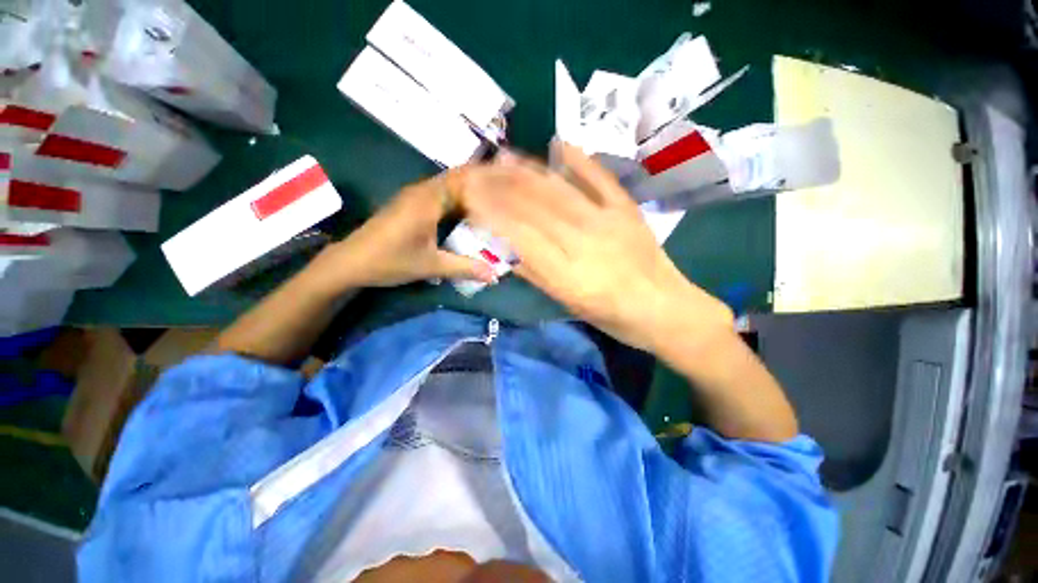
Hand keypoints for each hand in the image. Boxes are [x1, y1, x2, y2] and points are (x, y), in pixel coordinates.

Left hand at [316, 170, 496, 289]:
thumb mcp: (431, 266)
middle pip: (457, 179)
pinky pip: (439, 195)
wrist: (350, 262)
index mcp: (428, 199)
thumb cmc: (390, 260)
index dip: (486, 179)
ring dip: (468, 193)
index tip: (508, 186)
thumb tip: (495, 276)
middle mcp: (422, 191)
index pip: (463, 178)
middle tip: (505, 198)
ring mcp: (414, 197)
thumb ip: (465, 268)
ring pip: (448, 187)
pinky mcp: (410, 205)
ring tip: (492, 205)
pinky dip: (456, 201)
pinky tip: (467, 216)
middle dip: (481, 186)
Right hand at [460, 142, 733, 351]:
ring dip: (529, 172)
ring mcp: (608, 221)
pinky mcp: (627, 210)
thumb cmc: (613, 318)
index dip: (493, 215)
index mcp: (568, 274)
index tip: (471, 199)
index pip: (520, 236)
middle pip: (536, 208)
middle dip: (503, 188)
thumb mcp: (570, 305)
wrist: (665, 309)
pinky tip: (560, 144)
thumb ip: (538, 276)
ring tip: (504, 158)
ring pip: (560, 191)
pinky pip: (600, 180)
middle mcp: (583, 242)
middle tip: (479, 171)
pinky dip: (580, 161)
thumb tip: (506, 251)